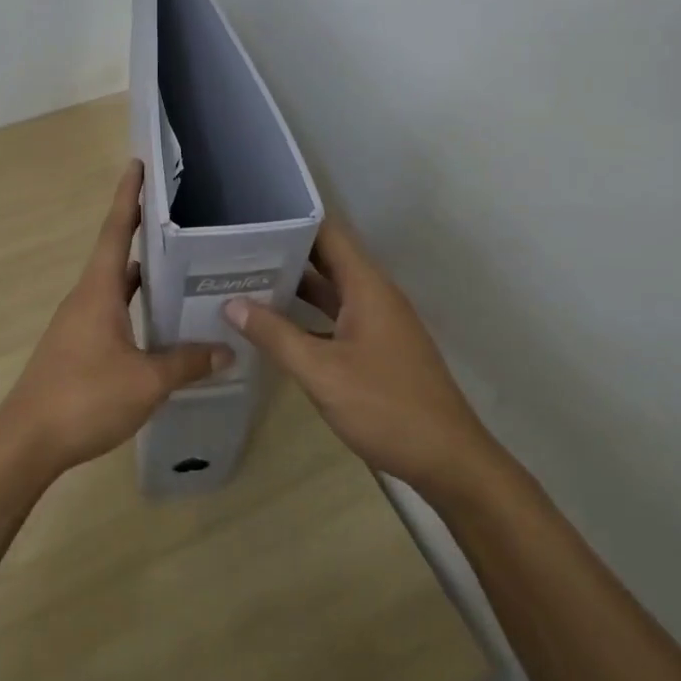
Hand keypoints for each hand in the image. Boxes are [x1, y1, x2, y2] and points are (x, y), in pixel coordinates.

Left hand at [0, 159, 231, 476]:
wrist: (28, 441)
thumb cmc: (85, 397)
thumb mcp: (146, 381)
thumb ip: (187, 362)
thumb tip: (227, 350)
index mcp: (98, 291)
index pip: (115, 230)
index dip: (128, 197)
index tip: (137, 165)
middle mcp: (86, 298)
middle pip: (115, 253)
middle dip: (142, 231)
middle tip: (178, 217)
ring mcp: (78, 323)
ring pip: (114, 286)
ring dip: (141, 274)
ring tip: (179, 266)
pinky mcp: (77, 347)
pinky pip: (111, 312)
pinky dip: (134, 306)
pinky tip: (158, 323)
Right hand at [225, 219, 490, 498]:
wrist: (448, 460)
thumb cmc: (386, 407)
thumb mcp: (322, 372)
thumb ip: (276, 335)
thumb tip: (232, 303)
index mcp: (367, 286)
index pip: (328, 233)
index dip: (291, 221)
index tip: (251, 220)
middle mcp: (373, 295)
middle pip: (326, 259)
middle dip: (283, 253)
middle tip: (235, 251)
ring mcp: (377, 322)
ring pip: (329, 290)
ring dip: (292, 286)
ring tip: (244, 280)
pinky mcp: (376, 348)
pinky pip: (335, 317)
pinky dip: (306, 315)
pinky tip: (274, 325)